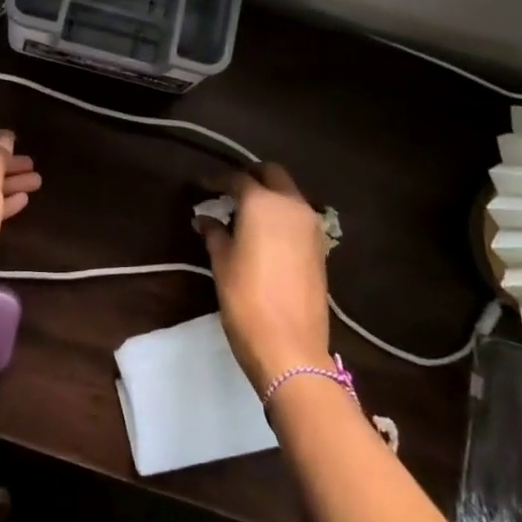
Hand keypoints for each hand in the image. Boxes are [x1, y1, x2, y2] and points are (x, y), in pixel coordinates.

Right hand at [194, 163, 330, 389]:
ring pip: (288, 194)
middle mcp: (291, 205)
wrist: (290, 347)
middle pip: (272, 174)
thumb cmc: (246, 299)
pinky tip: (263, 233)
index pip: (238, 178)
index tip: (201, 186)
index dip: (217, 180)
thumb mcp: (222, 263)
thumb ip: (214, 233)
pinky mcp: (320, 247)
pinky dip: (280, 214)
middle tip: (228, 191)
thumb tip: (206, 218)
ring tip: (243, 213)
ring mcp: (311, 226)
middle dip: (250, 176)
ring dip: (268, 194)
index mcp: (263, 203)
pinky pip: (297, 216)